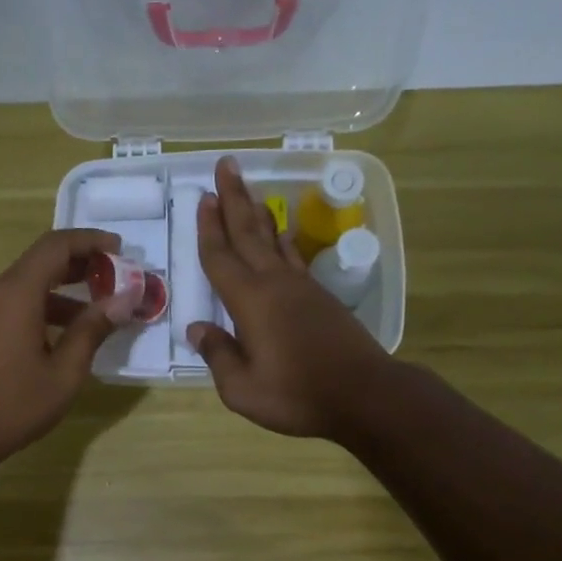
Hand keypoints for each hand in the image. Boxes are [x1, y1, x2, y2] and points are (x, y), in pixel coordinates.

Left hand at [0, 228, 133, 469]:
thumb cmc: (10, 406)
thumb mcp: (63, 373)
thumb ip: (92, 330)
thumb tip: (123, 300)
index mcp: (15, 292)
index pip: (56, 246)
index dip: (90, 241)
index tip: (120, 248)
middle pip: (41, 263)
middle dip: (80, 267)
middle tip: (115, 281)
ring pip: (26, 287)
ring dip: (63, 294)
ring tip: (97, 316)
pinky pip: (11, 305)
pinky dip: (41, 310)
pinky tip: (62, 337)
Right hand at [187, 157, 394, 438]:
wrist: (364, 395)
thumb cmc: (297, 395)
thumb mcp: (243, 388)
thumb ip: (218, 355)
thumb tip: (197, 328)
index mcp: (250, 302)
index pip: (221, 257)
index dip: (208, 228)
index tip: (202, 196)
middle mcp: (275, 284)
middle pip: (249, 233)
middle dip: (233, 199)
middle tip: (226, 165)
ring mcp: (302, 288)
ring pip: (274, 240)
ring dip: (258, 213)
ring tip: (247, 191)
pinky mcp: (322, 298)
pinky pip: (294, 258)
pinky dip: (284, 241)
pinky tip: (283, 235)